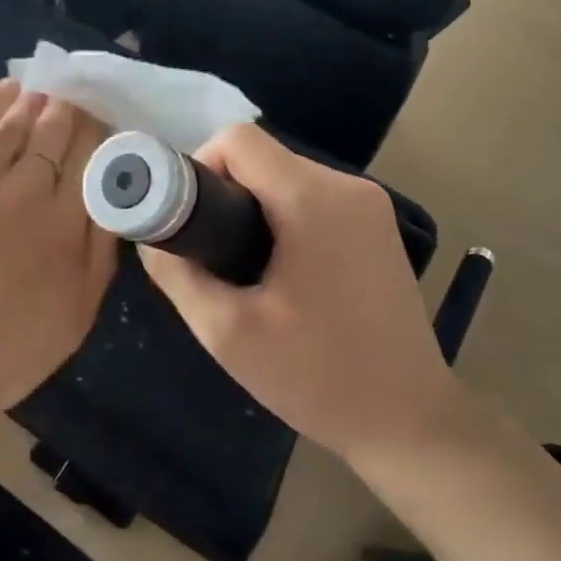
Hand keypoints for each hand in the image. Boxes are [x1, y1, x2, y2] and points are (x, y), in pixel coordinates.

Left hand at [0, 80, 115, 463]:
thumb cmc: (1, 355)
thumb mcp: (76, 316)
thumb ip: (101, 253)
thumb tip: (113, 199)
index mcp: (68, 226)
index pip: (93, 160)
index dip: (100, 136)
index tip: (103, 126)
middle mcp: (29, 191)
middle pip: (59, 134)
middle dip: (73, 114)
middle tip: (78, 102)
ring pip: (18, 124)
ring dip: (39, 104)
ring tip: (50, 92)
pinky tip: (12, 88)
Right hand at [136, 124, 458, 462]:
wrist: (408, 421)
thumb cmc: (315, 377)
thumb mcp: (226, 332)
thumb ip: (177, 273)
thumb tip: (151, 238)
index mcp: (312, 199)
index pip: (237, 140)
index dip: (198, 169)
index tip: (191, 224)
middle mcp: (348, 187)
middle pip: (262, 158)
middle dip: (224, 196)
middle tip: (212, 257)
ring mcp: (371, 206)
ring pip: (286, 179)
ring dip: (254, 211)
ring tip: (246, 274)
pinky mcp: (379, 229)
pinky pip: (313, 201)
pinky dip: (285, 221)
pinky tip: (284, 277)